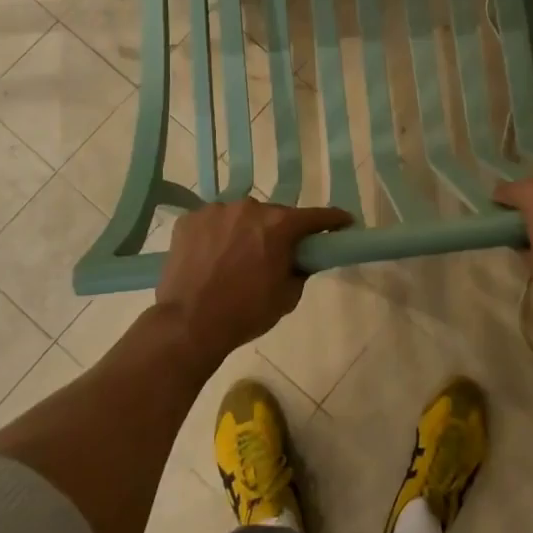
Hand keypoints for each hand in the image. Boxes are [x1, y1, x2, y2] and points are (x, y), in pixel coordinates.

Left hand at [155, 200, 352, 362]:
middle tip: (274, 254)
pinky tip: (210, 257)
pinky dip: (216, 235)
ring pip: (240, 217)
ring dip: (244, 231)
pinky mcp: (189, 220)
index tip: (344, 222)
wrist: (188, 325)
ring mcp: (215, 211)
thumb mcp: (287, 297)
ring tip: (235, 258)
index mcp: (278, 225)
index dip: (333, 219)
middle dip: (278, 231)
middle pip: (273, 215)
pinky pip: (212, 223)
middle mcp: (249, 208)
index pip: (316, 216)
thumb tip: (301, 258)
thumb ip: (301, 269)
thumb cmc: (245, 313)